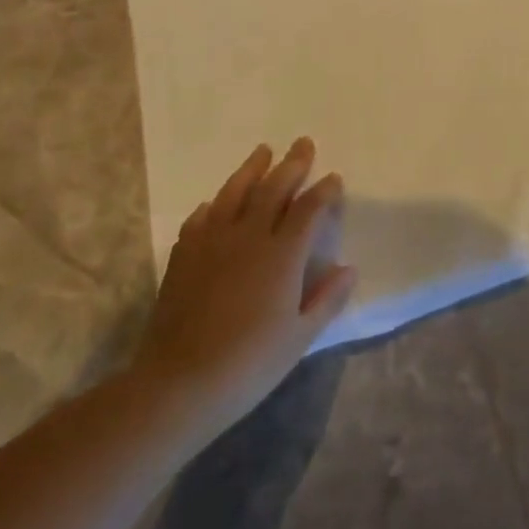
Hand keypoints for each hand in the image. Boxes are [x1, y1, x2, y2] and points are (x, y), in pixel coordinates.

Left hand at [135, 138, 355, 421]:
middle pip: (273, 189)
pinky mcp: (184, 256)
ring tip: (263, 151)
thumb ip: (327, 299)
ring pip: (235, 193)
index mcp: (282, 255)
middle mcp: (248, 237)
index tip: (334, 178)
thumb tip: (349, 268)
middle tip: (303, 143)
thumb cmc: (249, 364)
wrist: (179, 384)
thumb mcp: (300, 338)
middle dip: (292, 164)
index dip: (324, 191)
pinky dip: (214, 204)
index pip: (308, 209)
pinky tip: (216, 202)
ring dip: (252, 169)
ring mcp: (212, 243)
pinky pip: (201, 218)